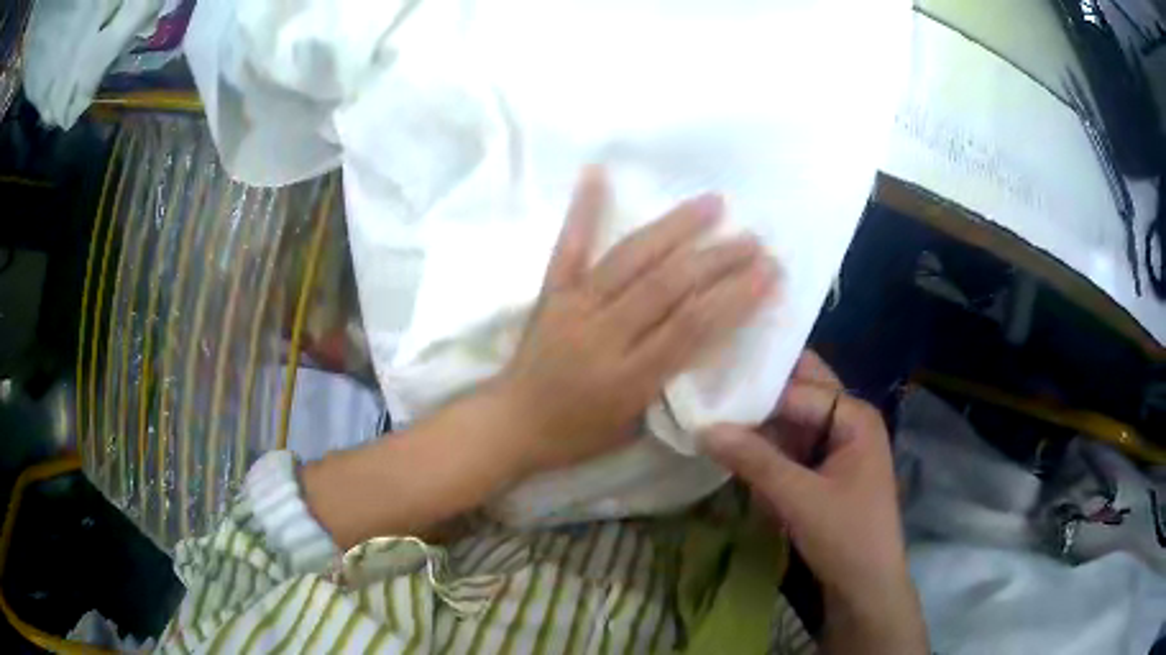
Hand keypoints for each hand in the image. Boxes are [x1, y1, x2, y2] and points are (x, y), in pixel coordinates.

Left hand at [494, 166, 777, 475]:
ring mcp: (575, 306)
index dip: (735, 296)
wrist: (510, 424)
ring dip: (675, 227)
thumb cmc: (576, 434)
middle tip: (753, 240)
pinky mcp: (551, 292)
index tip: (767, 272)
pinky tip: (597, 172)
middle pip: (669, 286)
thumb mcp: (633, 425)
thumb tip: (705, 337)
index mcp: (630, 376)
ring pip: (631, 258)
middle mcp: (605, 334)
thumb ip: (670, 383)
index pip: (693, 327)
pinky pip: (569, 246)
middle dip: (718, 259)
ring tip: (713, 203)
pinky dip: (583, 209)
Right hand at [701, 351, 926, 654]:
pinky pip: (792, 446)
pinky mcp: (825, 470)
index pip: (798, 390)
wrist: (866, 587)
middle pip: (800, 394)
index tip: (708, 391)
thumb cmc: (846, 538)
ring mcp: (837, 445)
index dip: (755, 391)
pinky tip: (739, 451)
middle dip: (760, 394)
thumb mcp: (800, 499)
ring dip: (761, 423)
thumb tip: (704, 428)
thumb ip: (755, 461)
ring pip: (793, 420)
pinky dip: (768, 449)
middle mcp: (848, 421)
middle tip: (713, 390)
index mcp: (855, 416)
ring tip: (714, 416)